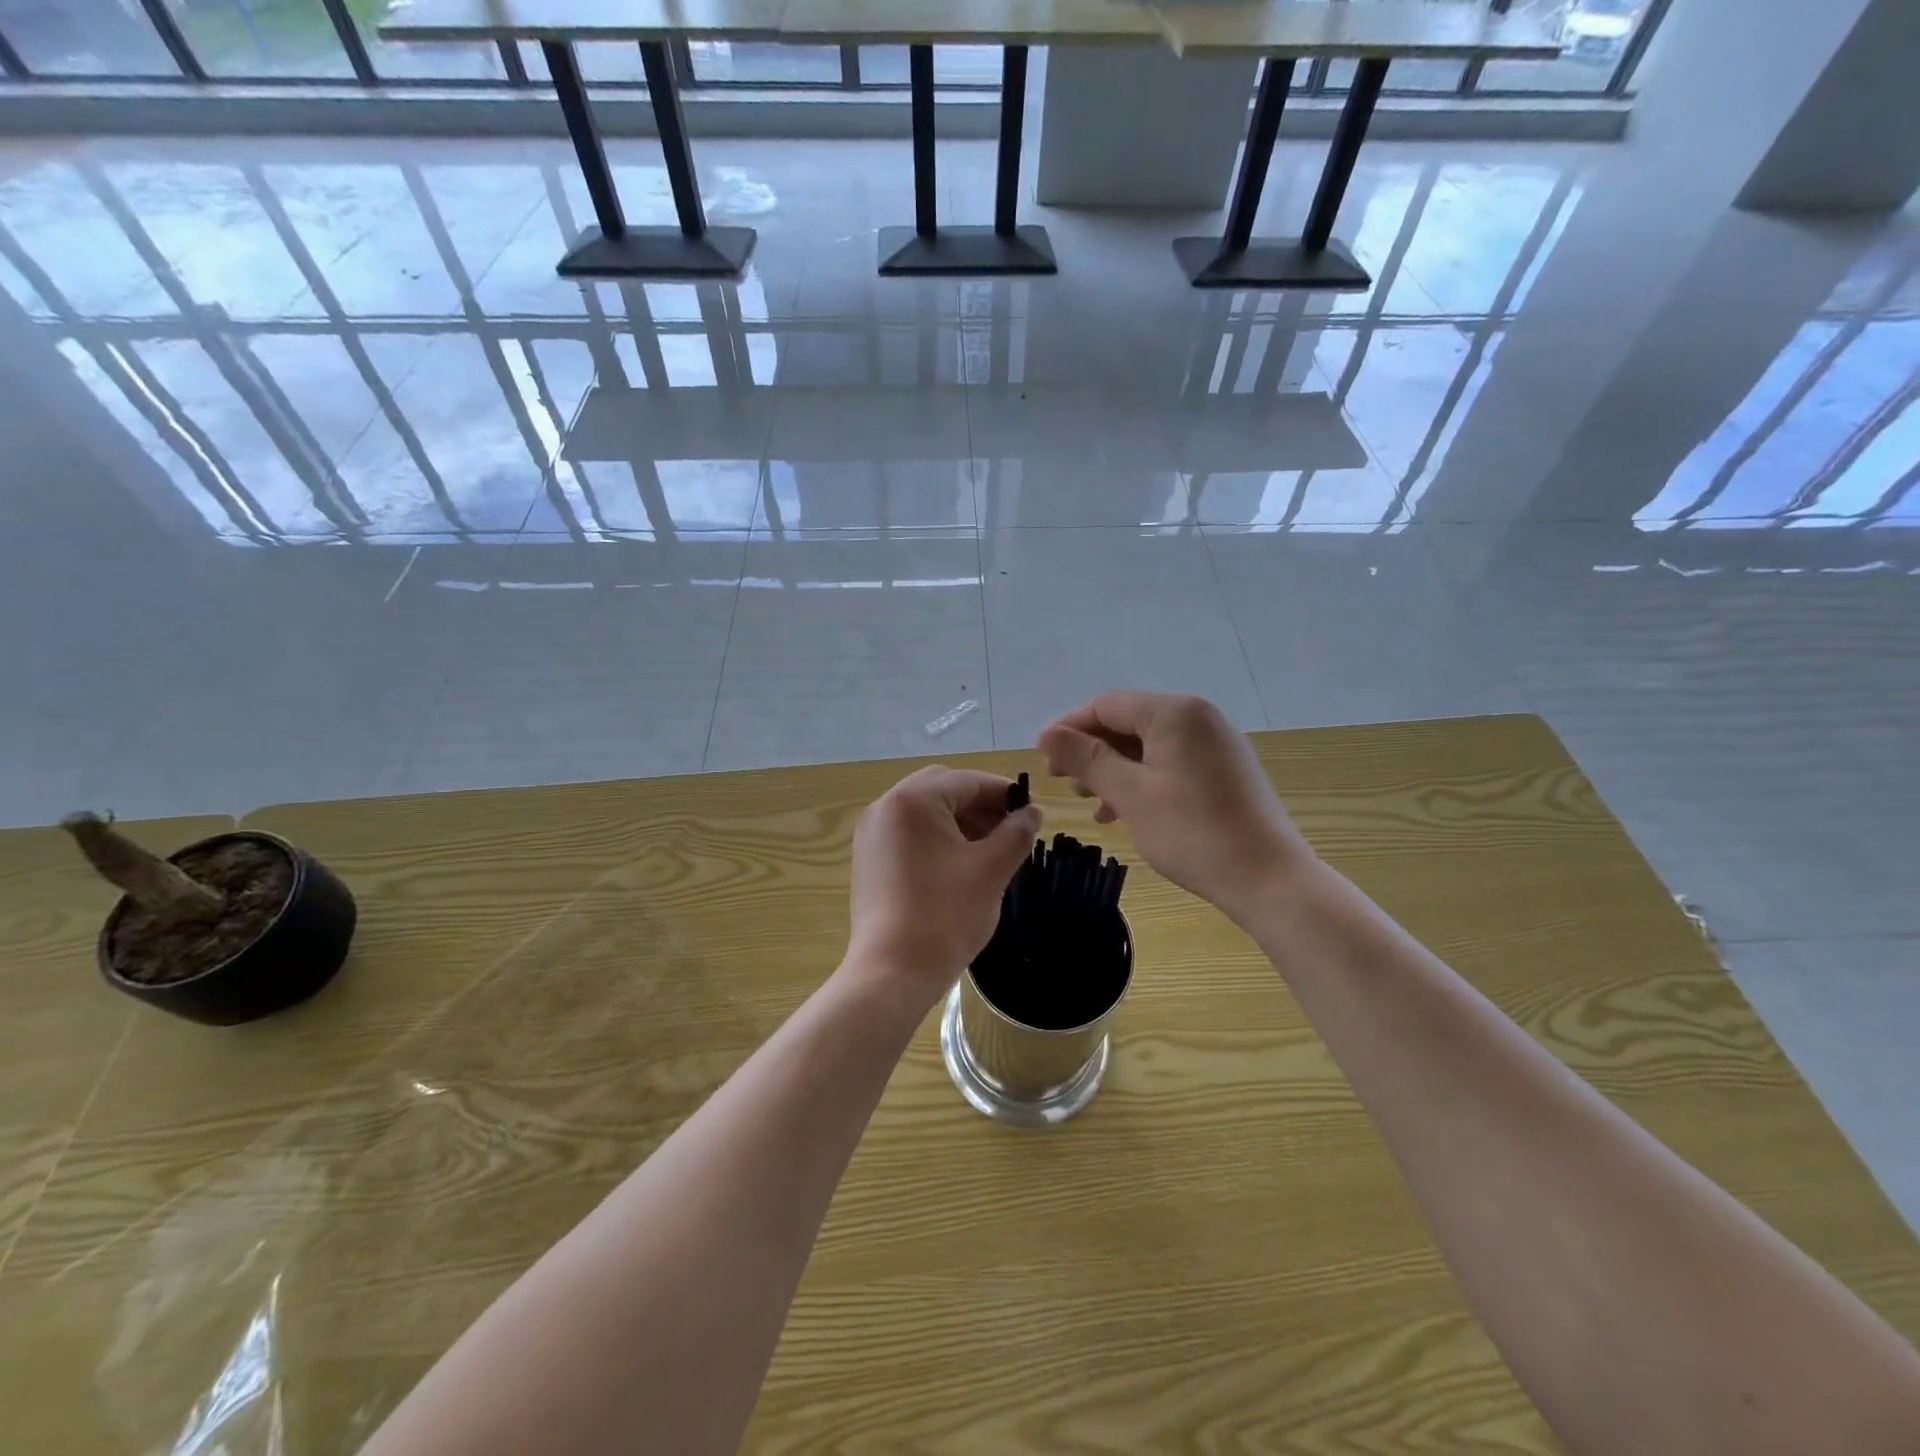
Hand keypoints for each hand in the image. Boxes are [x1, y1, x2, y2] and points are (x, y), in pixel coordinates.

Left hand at [846, 766, 1042, 1008]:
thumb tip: (1032, 813)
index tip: (1031, 811)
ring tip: (991, 848)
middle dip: (980, 804)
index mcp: (913, 800)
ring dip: (959, 821)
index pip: (967, 781)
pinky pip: (908, 833)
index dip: (1004, 793)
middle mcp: (886, 807)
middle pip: (942, 789)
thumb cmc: (945, 915)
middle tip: (1011, 829)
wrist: (892, 972)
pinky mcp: (869, 859)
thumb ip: (1016, 833)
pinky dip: (936, 838)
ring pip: (924, 811)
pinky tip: (959, 864)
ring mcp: (872, 834)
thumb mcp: (991, 870)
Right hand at [1038, 692, 1314, 924]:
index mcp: (1175, 712)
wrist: (1268, 879)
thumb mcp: (1130, 794)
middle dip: (1091, 750)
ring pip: (1147, 745)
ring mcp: (1215, 744)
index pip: (1106, 705)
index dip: (1069, 728)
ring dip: (1113, 769)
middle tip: (1062, 783)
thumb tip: (1047, 734)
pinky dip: (1141, 780)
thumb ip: (1087, 759)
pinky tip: (1121, 812)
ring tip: (1089, 802)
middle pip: (1128, 722)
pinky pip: (1170, 763)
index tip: (1042, 759)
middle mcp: (1198, 717)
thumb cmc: (1192, 832)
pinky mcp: (1223, 770)